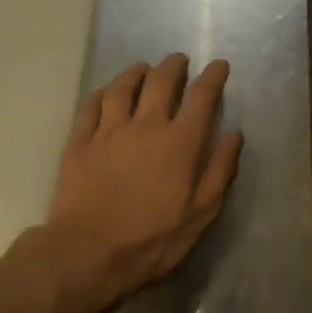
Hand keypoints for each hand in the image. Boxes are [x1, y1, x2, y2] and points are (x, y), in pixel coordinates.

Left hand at [44, 53, 242, 305]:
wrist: (89, 251)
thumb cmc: (153, 238)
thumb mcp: (201, 213)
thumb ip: (220, 170)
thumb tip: (232, 134)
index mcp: (180, 142)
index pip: (201, 96)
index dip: (212, 76)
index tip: (219, 65)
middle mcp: (145, 125)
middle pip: (160, 81)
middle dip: (173, 66)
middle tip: (178, 61)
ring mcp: (108, 130)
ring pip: (122, 86)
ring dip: (135, 72)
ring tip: (142, 69)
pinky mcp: (79, 141)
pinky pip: (91, 105)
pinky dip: (102, 92)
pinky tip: (106, 92)